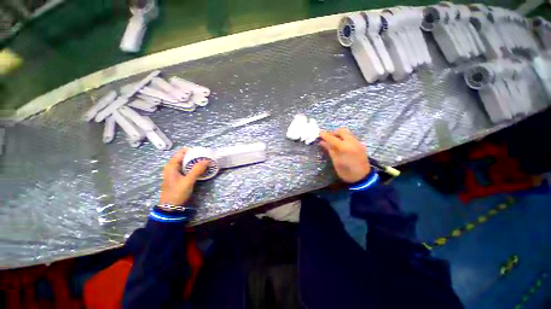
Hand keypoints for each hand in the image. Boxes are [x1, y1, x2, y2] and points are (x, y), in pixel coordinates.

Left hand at [160, 148, 209, 205]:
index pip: (182, 151)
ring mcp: (175, 172)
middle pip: (185, 156)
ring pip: (186, 163)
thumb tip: (207, 160)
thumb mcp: (188, 181)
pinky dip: (194, 168)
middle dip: (195, 156)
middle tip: (206, 158)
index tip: (202, 153)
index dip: (192, 150)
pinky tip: (200, 170)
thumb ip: (197, 170)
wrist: (171, 207)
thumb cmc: (177, 192)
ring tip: (205, 163)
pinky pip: (187, 169)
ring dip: (195, 162)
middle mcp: (172, 167)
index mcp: (171, 165)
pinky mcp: (179, 177)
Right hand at [319, 128, 370, 182]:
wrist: (363, 178)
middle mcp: (352, 142)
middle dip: (333, 133)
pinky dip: (344, 139)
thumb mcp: (336, 161)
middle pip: (341, 131)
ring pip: (347, 134)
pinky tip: (341, 146)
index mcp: (344, 147)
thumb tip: (322, 142)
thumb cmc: (346, 172)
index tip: (319, 133)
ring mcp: (357, 143)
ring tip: (333, 143)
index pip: (332, 138)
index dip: (324, 135)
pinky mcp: (360, 145)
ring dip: (339, 136)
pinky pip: (351, 138)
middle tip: (327, 139)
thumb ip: (329, 150)